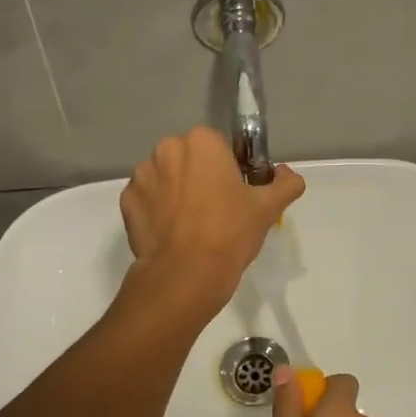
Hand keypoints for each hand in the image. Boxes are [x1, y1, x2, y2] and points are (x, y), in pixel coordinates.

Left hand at [119, 127, 304, 312]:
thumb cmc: (230, 233)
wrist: (186, 274)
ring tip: (191, 225)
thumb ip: (285, 184)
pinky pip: (147, 198)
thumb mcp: (268, 208)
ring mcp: (142, 175)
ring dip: (176, 191)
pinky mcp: (126, 201)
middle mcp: (167, 149)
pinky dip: (157, 210)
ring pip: (166, 177)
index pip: (218, 147)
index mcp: (202, 142)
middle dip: (199, 176)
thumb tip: (289, 174)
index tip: (235, 194)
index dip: (228, 170)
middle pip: (189, 158)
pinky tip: (171, 233)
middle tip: (216, 210)